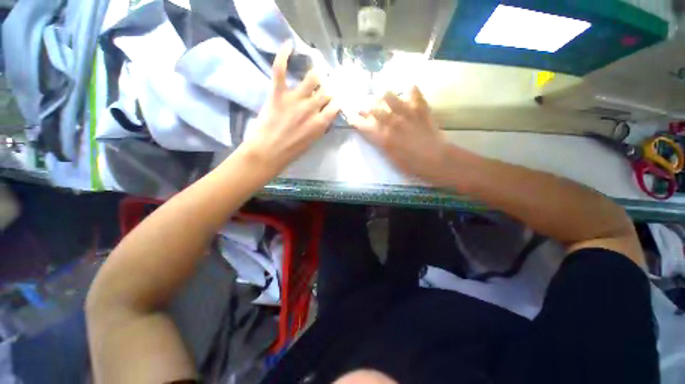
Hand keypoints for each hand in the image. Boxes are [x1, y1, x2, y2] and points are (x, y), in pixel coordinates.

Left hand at [242, 44, 339, 171]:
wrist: (268, 152)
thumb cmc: (291, 152)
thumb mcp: (311, 142)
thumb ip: (319, 128)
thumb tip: (324, 117)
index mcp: (320, 123)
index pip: (336, 106)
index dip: (337, 101)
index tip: (336, 100)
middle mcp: (311, 108)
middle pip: (327, 91)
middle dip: (329, 88)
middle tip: (326, 87)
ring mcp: (295, 99)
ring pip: (312, 78)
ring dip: (317, 74)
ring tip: (316, 71)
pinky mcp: (278, 93)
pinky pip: (281, 70)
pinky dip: (283, 55)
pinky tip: (288, 45)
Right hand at [349, 87, 450, 184]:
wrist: (435, 160)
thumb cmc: (410, 164)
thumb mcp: (390, 157)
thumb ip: (380, 143)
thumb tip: (374, 134)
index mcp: (383, 137)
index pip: (364, 126)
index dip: (355, 120)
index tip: (350, 115)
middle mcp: (392, 123)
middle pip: (374, 108)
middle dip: (366, 106)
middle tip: (364, 106)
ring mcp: (407, 114)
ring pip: (390, 97)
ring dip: (384, 96)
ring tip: (384, 97)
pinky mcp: (421, 109)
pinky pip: (414, 93)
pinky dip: (411, 90)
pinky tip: (408, 89)